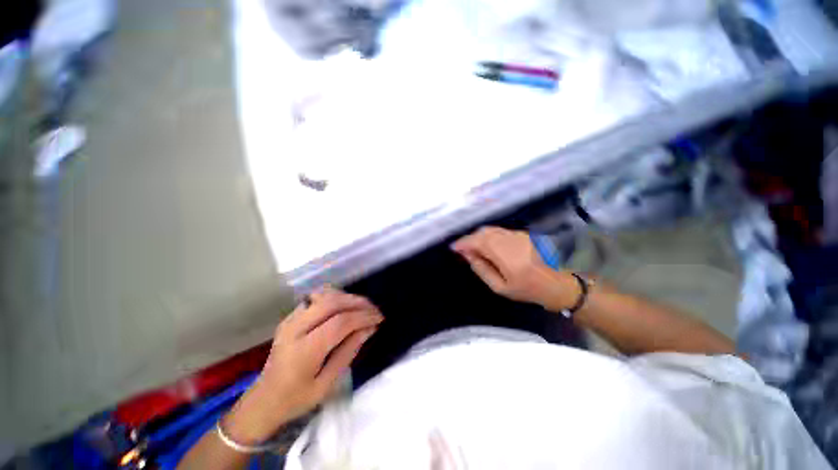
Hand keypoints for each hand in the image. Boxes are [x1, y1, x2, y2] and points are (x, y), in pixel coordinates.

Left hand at [223, 287, 382, 443]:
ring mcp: (291, 319)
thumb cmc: (297, 398)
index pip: (339, 323)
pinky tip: (345, 307)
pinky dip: (336, 297)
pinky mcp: (291, 315)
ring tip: (362, 308)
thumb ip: (348, 352)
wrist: (264, 399)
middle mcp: (295, 328)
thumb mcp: (327, 384)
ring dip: (348, 297)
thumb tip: (369, 328)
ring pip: (324, 295)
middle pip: (332, 302)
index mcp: (304, 351)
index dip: (363, 317)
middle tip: (374, 310)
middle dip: (358, 302)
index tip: (379, 319)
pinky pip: (317, 297)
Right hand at [452, 226, 576, 308]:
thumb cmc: (527, 289)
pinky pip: (499, 231)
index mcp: (506, 256)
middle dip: (469, 239)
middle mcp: (511, 241)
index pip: (478, 242)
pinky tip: (487, 245)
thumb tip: (468, 255)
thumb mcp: (500, 287)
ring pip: (491, 230)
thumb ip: (481, 269)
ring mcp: (518, 235)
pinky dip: (488, 235)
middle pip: (483, 233)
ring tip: (473, 248)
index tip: (454, 248)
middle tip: (462, 249)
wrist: (557, 283)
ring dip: (478, 236)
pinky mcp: (522, 233)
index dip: (463, 243)